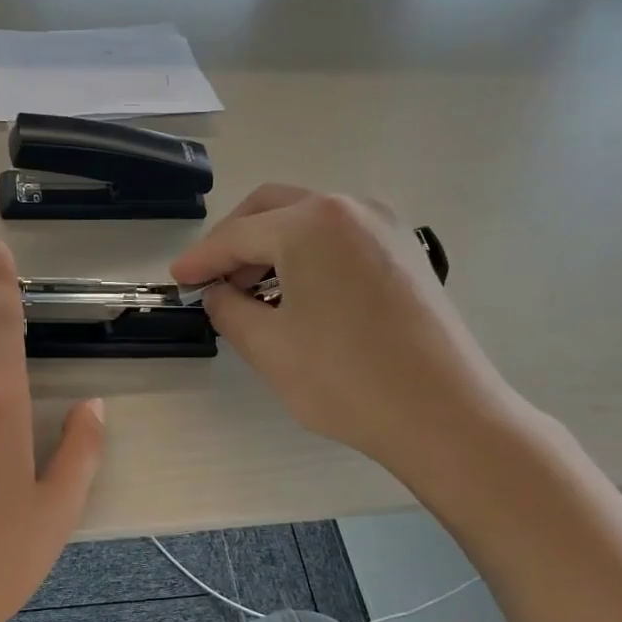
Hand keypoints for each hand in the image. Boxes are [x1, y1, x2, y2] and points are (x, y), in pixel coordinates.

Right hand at [171, 185, 526, 488]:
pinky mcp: (406, 251)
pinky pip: (340, 239)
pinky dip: (307, 256)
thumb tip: (218, 292)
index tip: (176, 279)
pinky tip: (296, 294)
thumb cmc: (346, 379)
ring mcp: (386, 226)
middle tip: (211, 278)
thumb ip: (228, 309)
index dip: (201, 258)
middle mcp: (351, 208)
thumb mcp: (267, 346)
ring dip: (272, 248)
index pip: (238, 235)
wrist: (444, 414)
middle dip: (235, 241)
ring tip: (250, 293)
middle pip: (274, 209)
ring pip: (309, 221)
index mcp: (312, 222)